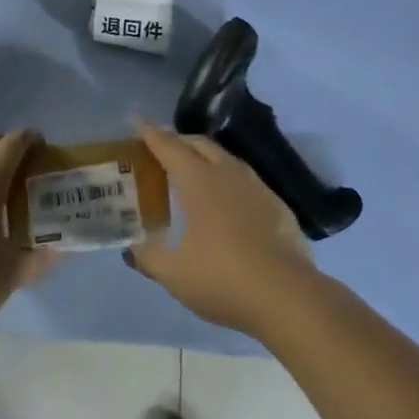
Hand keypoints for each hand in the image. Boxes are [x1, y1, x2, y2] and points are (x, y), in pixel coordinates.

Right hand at [127, 122, 317, 338]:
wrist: (287, 296)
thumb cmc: (222, 278)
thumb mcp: (173, 273)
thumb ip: (147, 258)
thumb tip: (131, 249)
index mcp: (199, 181)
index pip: (170, 147)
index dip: (151, 134)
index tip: (138, 122)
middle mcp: (228, 174)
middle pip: (200, 144)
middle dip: (179, 141)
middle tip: (162, 149)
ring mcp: (257, 187)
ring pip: (226, 159)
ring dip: (205, 158)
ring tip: (193, 172)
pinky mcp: (277, 205)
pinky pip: (246, 180)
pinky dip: (228, 179)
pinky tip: (227, 201)